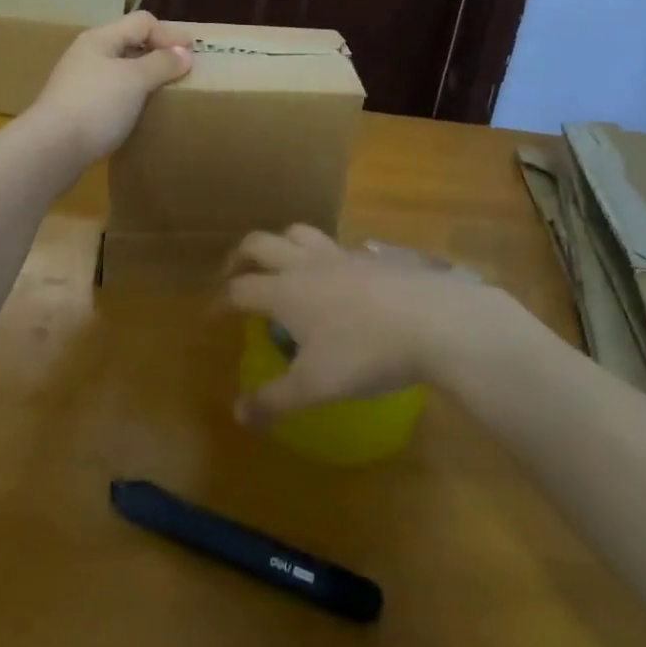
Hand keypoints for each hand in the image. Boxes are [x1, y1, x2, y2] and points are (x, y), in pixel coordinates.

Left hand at [24, 11, 191, 164]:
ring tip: (166, 93)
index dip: (169, 34)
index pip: (142, 22)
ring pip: (121, 71)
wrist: (51, 150)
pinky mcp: (78, 110)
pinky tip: (140, 114)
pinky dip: (132, 98)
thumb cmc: (96, 105)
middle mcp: (88, 55)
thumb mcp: (135, 80)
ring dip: (145, 78)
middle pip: (130, 43)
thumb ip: (162, 63)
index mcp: (100, 39)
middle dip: (158, 54)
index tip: (193, 55)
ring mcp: (80, 83)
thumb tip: (184, 53)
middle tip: (183, 72)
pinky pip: (113, 95)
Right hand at [221, 226, 524, 427]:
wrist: (432, 321)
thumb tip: (238, 414)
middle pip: (261, 243)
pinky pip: (335, 245)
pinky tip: (334, 276)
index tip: (213, 317)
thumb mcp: (315, 387)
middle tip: (235, 274)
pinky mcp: (371, 256)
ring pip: (299, 232)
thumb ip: (274, 401)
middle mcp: (306, 264)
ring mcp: (341, 254)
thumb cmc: (365, 353)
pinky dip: (322, 254)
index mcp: (285, 291)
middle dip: (241, 256)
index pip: (240, 289)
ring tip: (282, 264)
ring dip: (281, 243)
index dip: (220, 302)